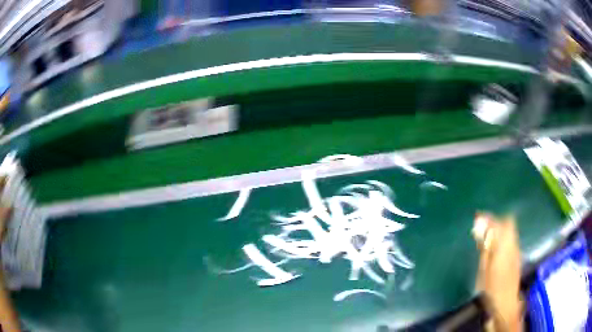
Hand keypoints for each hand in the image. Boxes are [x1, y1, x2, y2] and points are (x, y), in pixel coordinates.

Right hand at [473, 213, 522, 331]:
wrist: (506, 302)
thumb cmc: (492, 289)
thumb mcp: (484, 270)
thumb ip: (484, 249)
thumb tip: (480, 231)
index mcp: (503, 246)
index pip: (497, 224)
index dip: (487, 219)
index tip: (477, 217)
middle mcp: (512, 243)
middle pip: (508, 222)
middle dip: (496, 221)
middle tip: (484, 228)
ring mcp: (516, 248)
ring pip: (510, 229)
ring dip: (500, 228)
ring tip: (488, 237)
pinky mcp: (517, 254)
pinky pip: (511, 237)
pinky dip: (503, 236)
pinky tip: (496, 247)